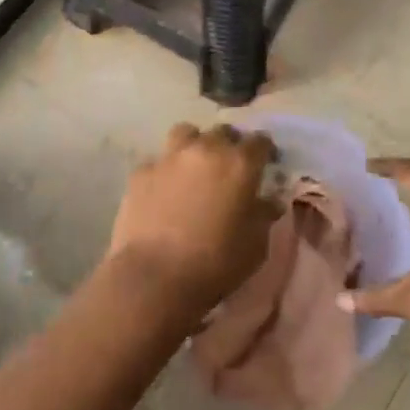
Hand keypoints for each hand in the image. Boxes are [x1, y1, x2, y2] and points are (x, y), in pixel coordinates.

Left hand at [107, 123, 279, 312]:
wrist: (155, 277)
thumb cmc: (216, 263)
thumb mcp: (255, 245)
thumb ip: (264, 215)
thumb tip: (269, 201)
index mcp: (239, 164)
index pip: (259, 141)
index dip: (265, 150)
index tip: (266, 163)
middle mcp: (205, 150)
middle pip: (223, 132)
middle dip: (230, 144)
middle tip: (230, 167)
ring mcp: (169, 158)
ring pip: (186, 133)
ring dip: (195, 144)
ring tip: (195, 166)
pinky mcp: (141, 172)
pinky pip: (158, 162)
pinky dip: (166, 171)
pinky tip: (164, 191)